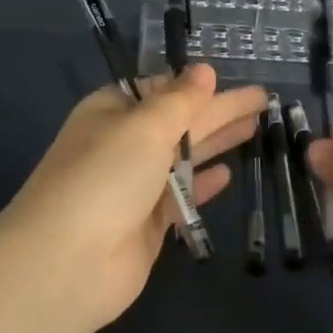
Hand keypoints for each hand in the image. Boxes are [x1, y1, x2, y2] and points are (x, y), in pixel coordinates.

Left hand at [0, 65, 264, 330]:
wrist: (68, 263)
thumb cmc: (105, 178)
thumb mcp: (144, 127)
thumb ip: (180, 100)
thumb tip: (204, 69)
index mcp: (112, 112)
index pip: (158, 89)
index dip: (193, 84)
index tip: (229, 78)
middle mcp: (122, 145)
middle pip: (178, 121)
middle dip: (218, 110)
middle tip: (264, 101)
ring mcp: (134, 186)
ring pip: (182, 157)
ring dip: (217, 142)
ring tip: (257, 128)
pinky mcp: (147, 224)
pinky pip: (181, 196)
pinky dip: (203, 184)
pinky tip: (229, 174)